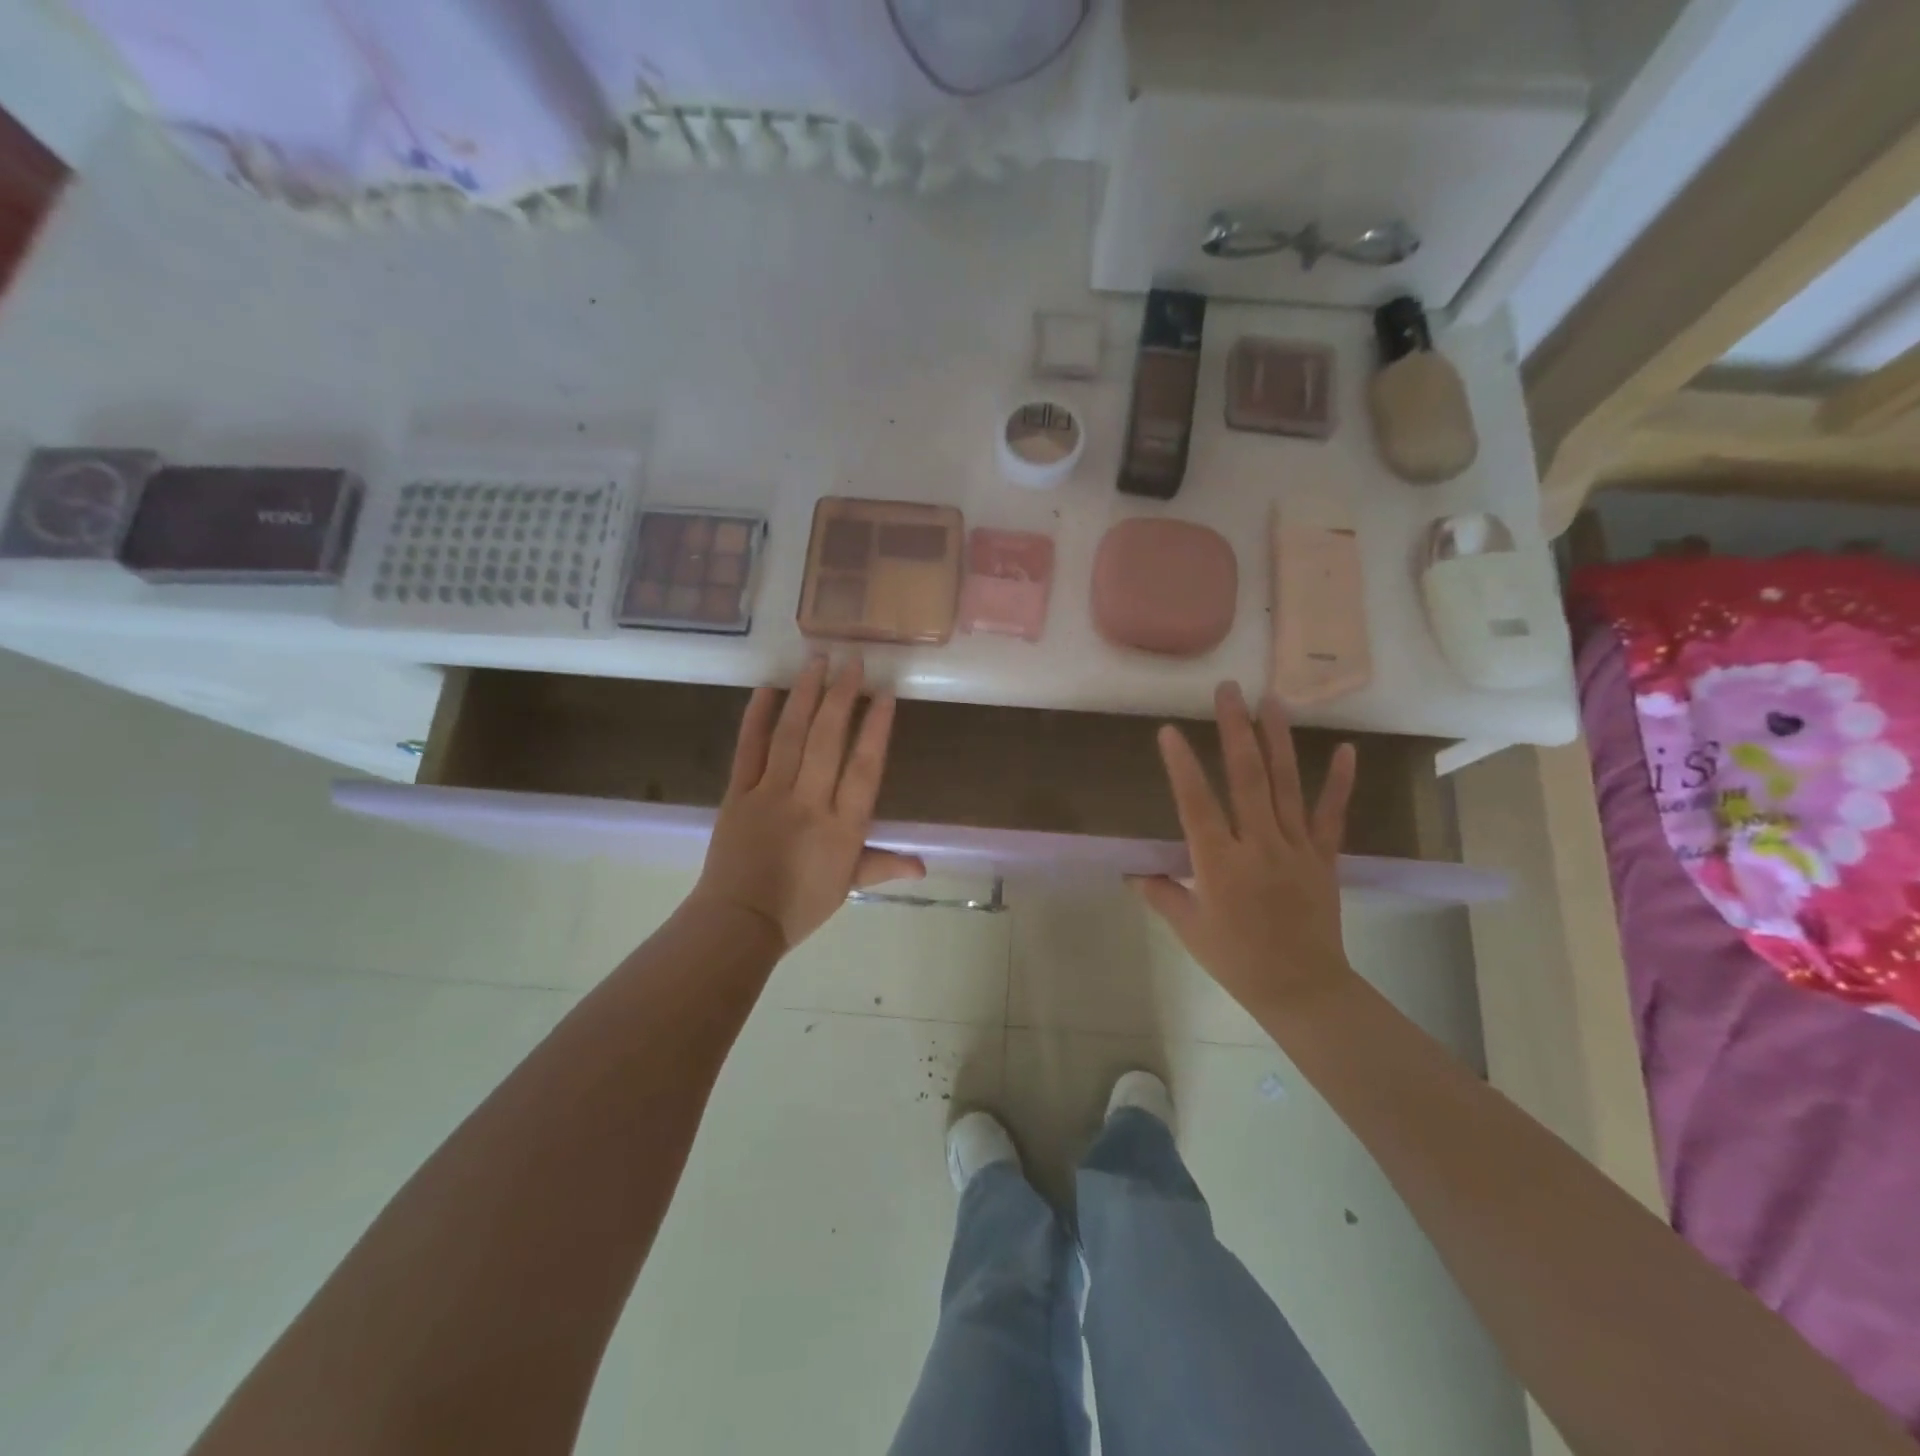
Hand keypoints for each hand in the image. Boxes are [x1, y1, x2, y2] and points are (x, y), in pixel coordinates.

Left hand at [690, 656, 925, 952]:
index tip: (884, 695)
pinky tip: (767, 689)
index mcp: (843, 827)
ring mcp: (770, 794)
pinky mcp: (737, 793)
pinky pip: (748, 749)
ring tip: (817, 661)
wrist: (739, 921)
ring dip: (805, 695)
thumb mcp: (848, 886)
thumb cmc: (800, 906)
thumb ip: (884, 865)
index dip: (875, 729)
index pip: (864, 768)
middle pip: (827, 741)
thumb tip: (923, 865)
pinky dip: (757, 717)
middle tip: (852, 661)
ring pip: (791, 736)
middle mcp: (809, 802)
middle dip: (841, 697)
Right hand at [1132, 682, 1358, 1021]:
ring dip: (1277, 740)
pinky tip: (1345, 749)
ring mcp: (1296, 848)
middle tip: (1229, 690)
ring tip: (1272, 700)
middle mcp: (1259, 845)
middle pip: (1247, 778)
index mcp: (1220, 864)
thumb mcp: (1189, 929)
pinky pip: (1331, 814)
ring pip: (1286, 785)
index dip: (1181, 766)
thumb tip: (1134, 869)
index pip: (1197, 805)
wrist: (1303, 989)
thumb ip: (1162, 893)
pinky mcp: (1324, 856)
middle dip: (1235, 730)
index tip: (1169, 731)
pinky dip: (1339, 782)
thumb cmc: (1237, 960)